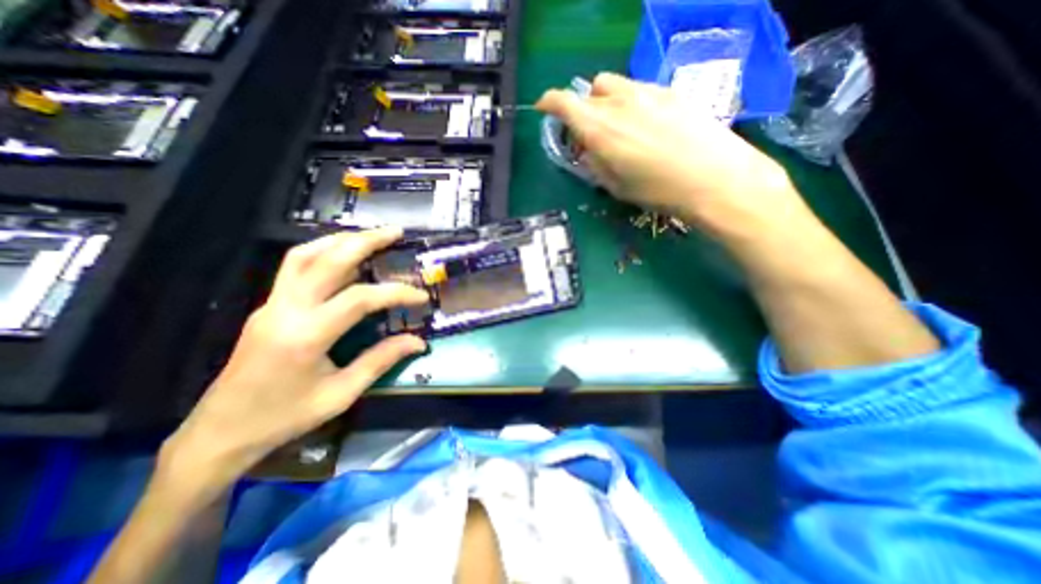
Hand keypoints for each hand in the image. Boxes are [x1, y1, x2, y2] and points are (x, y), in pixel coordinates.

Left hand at [158, 227, 426, 502]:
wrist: (220, 432)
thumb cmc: (285, 417)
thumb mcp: (341, 394)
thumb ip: (381, 360)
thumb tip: (418, 341)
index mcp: (307, 335)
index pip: (360, 299)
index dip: (396, 293)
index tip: (421, 297)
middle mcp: (286, 309)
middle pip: (327, 260)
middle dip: (365, 241)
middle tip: (395, 232)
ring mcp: (271, 304)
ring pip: (304, 255)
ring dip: (339, 240)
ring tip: (369, 235)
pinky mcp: (268, 306)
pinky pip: (294, 268)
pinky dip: (322, 252)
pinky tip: (341, 254)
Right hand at [537, 71, 813, 243]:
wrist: (713, 178)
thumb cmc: (657, 190)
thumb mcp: (616, 186)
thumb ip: (596, 164)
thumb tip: (589, 150)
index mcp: (599, 128)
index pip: (563, 101)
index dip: (549, 103)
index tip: (545, 109)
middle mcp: (619, 101)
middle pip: (590, 89)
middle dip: (583, 107)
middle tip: (591, 130)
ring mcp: (647, 91)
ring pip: (615, 85)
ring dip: (608, 101)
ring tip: (620, 126)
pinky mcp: (670, 91)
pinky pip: (640, 89)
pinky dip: (632, 102)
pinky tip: (647, 125)